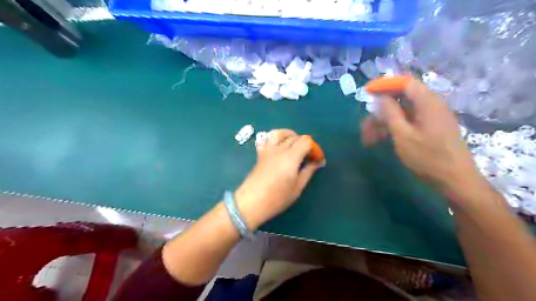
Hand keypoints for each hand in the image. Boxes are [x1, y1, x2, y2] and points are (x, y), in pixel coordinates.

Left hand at [235, 129, 321, 229]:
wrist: (252, 202)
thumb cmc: (277, 198)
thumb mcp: (297, 188)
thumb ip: (308, 172)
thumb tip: (318, 162)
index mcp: (291, 157)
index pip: (306, 141)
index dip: (314, 148)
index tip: (317, 159)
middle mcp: (279, 150)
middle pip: (295, 137)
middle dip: (305, 144)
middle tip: (308, 157)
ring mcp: (268, 150)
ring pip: (279, 133)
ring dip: (289, 135)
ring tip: (294, 144)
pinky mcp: (260, 154)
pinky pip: (266, 139)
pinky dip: (273, 138)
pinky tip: (278, 146)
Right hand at [362, 77, 479, 192]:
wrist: (455, 180)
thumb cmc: (427, 157)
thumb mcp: (403, 134)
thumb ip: (391, 112)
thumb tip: (381, 96)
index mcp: (427, 102)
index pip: (404, 83)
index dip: (385, 85)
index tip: (367, 93)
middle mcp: (430, 106)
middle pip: (400, 100)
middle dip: (379, 113)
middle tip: (364, 127)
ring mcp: (430, 118)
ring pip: (401, 114)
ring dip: (383, 124)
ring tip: (369, 140)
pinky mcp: (430, 129)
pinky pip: (408, 122)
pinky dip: (393, 129)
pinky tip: (382, 141)